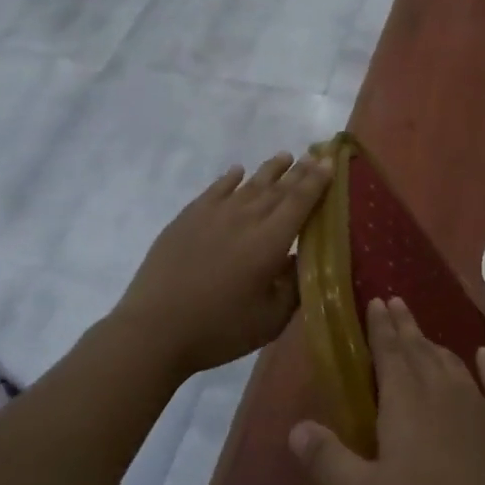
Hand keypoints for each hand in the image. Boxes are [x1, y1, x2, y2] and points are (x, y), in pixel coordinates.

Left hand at [110, 152, 330, 378]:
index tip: (330, 161)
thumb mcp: (270, 320)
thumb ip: (293, 286)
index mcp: (270, 242)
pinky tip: (237, 172)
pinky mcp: (188, 218)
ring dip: (270, 169)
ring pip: (249, 184)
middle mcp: (245, 218)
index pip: (300, 202)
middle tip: (315, 155)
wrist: (154, 329)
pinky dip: (229, 178)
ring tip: (285, 156)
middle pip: (278, 188)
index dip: (317, 180)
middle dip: (300, 171)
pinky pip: (215, 190)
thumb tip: (303, 260)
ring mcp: (214, 214)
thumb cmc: (219, 329)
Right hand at [288, 298, 484, 484]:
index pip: (388, 352)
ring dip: (435, 344)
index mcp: (405, 401)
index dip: (380, 326)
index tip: (376, 301)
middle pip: (419, 348)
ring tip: (424, 334)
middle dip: (405, 325)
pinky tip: (483, 354)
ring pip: (452, 362)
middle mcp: (442, 390)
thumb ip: (328, 460)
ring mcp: (479, 403)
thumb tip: (295, 427)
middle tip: (396, 301)